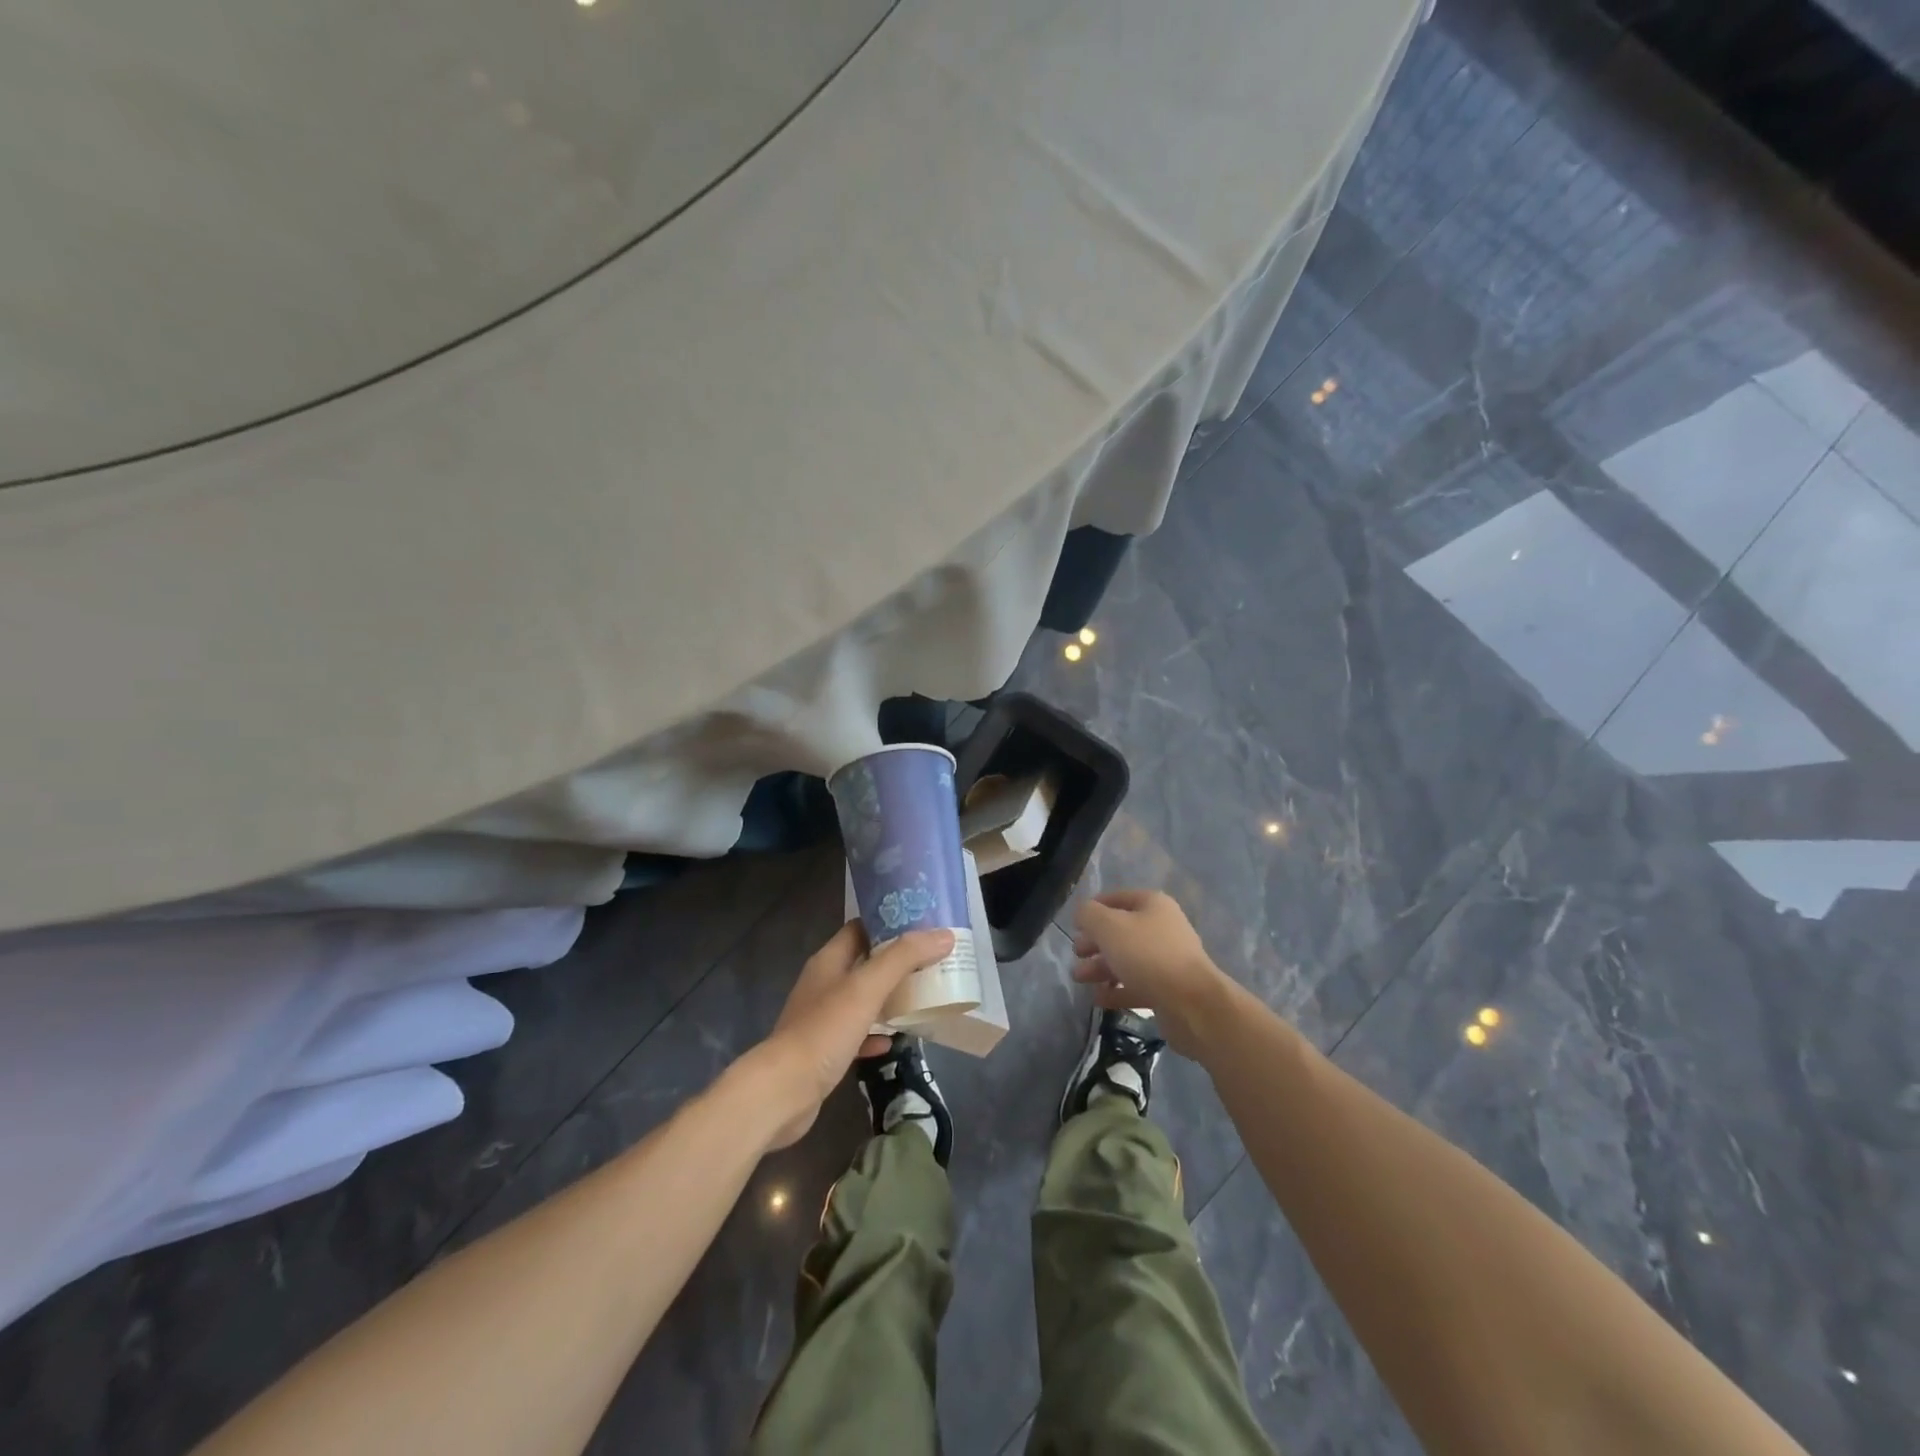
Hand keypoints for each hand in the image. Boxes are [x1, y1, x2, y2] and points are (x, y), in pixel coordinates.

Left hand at [749, 920, 955, 1149]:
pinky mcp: (824, 1050)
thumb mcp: (867, 988)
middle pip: (864, 962)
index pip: (860, 928)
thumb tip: (943, 935)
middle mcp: (823, 984)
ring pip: (861, 999)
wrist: (784, 1092)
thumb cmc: (824, 1031)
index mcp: (829, 961)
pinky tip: (895, 1040)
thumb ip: (904, 958)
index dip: (888, 922)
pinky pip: (857, 1034)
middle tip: (932, 958)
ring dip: (888, 996)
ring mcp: (822, 1018)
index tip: (922, 922)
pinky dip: (876, 1033)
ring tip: (923, 994)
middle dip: (896, 960)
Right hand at [1071, 890, 1231, 1056]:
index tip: (1074, 924)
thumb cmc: (1147, 955)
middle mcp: (1162, 928)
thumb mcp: (1109, 926)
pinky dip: (1116, 990)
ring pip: (1127, 960)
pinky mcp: (1168, 990)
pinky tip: (1098, 999)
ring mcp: (1167, 961)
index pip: (1117, 898)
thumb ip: (1088, 915)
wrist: (1192, 1004)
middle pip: (1120, 931)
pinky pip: (1136, 985)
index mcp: (1152, 905)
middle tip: (1076, 953)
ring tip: (1079, 978)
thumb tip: (1082, 913)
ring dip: (1101, 967)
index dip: (1093, 908)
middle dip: (1094, 942)